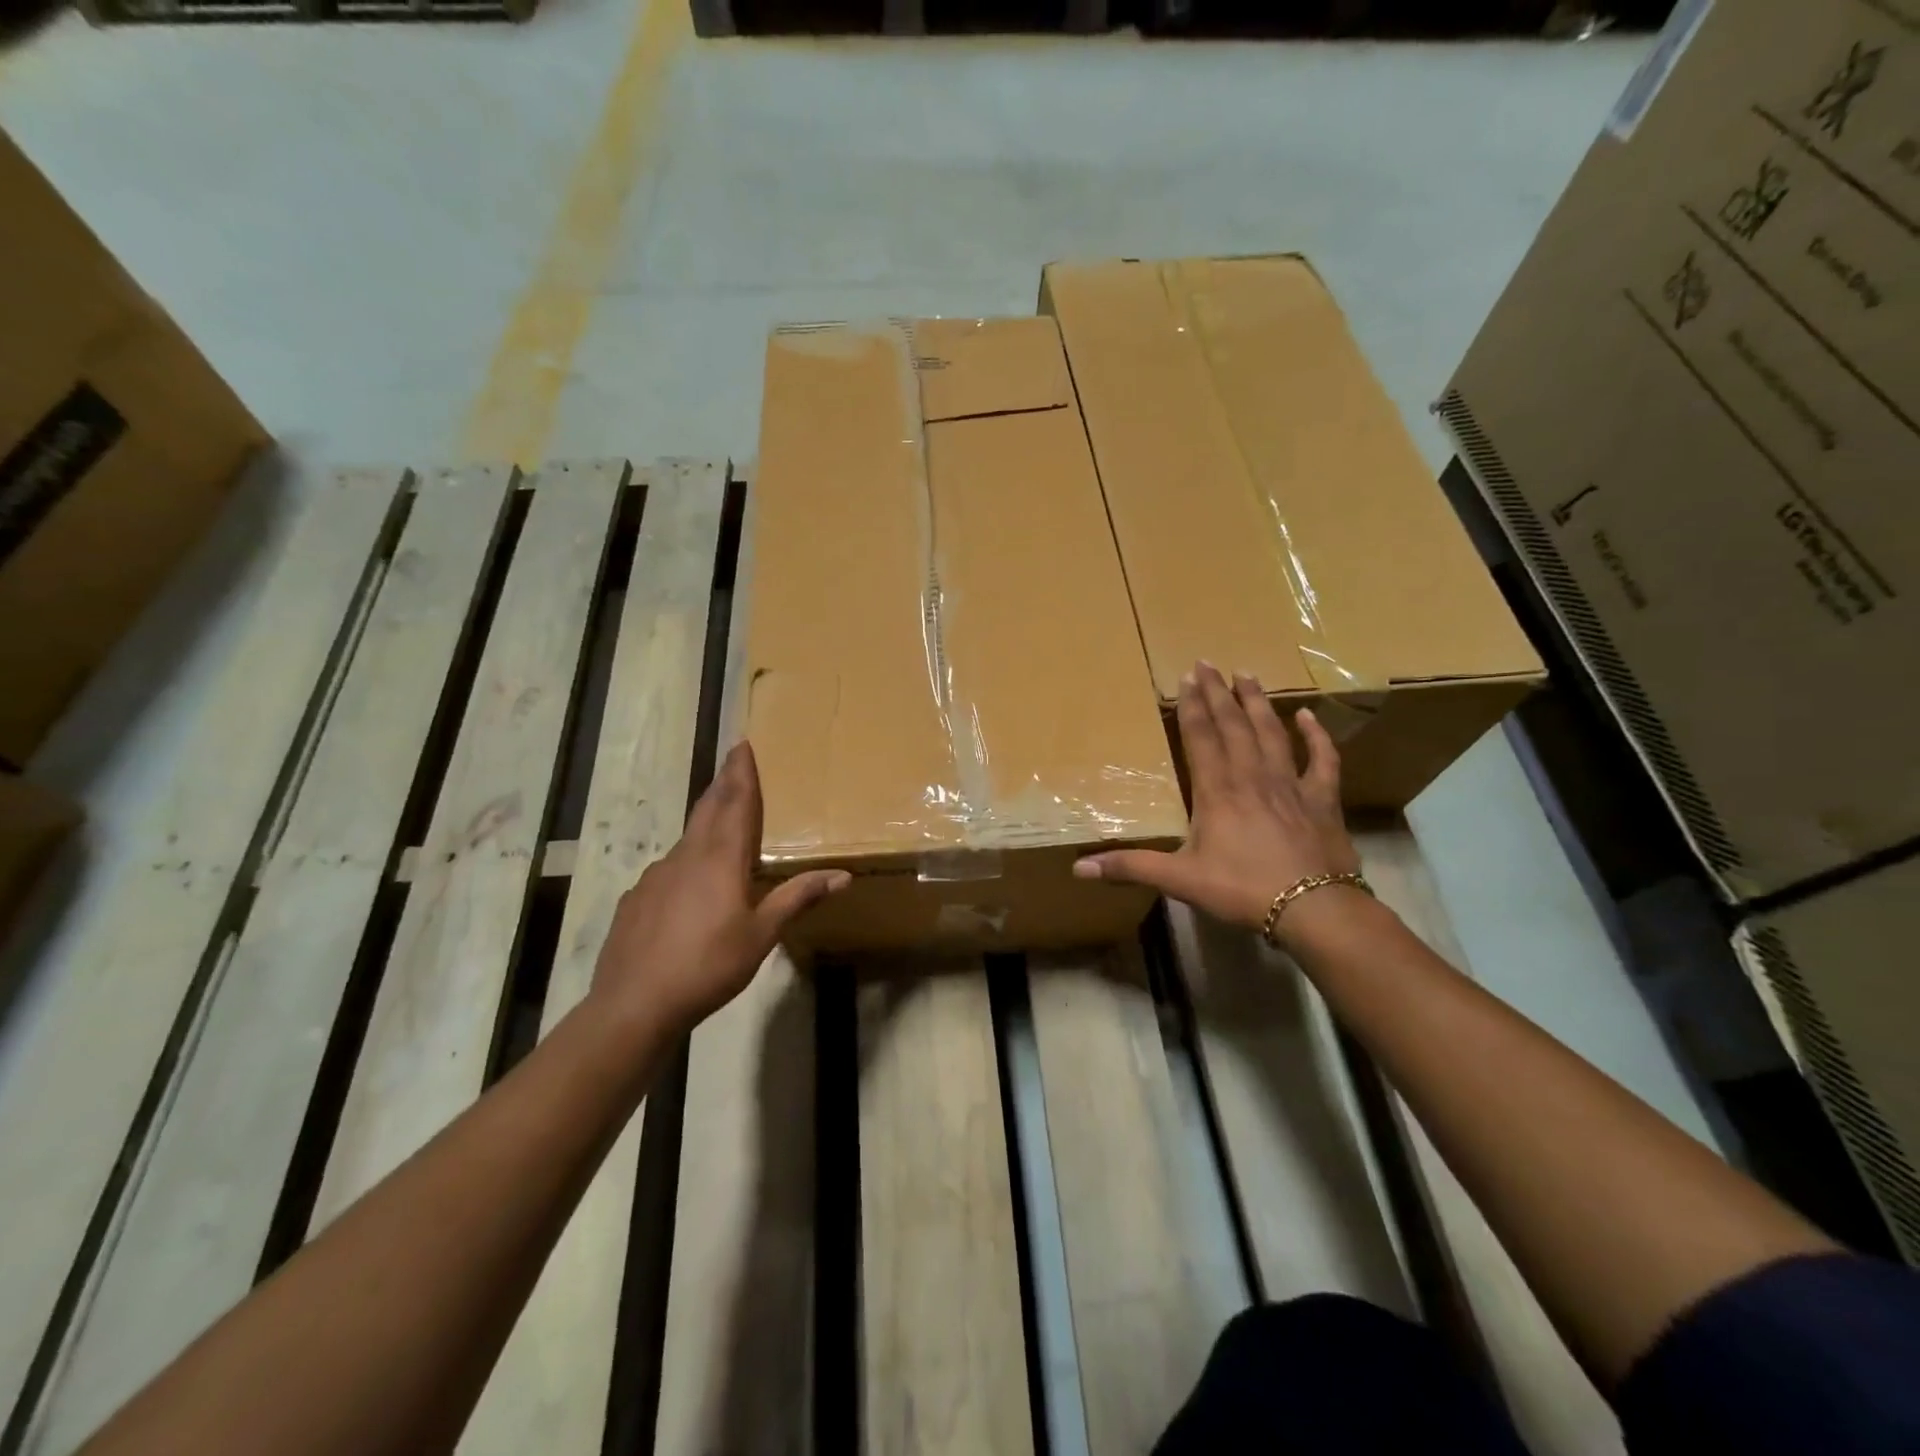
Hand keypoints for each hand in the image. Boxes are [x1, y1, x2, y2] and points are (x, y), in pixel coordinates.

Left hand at [589, 742, 848, 1033]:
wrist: (634, 1005)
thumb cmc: (708, 966)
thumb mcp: (762, 935)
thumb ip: (798, 899)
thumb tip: (843, 875)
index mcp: (721, 860)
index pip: (736, 804)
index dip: (742, 774)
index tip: (743, 744)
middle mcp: (687, 856)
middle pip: (708, 809)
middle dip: (724, 783)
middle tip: (733, 761)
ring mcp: (656, 876)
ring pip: (688, 838)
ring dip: (706, 821)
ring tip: (720, 820)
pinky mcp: (637, 898)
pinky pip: (669, 869)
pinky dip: (687, 861)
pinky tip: (689, 886)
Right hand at [1073, 662, 1357, 936]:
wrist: (1313, 909)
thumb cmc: (1241, 890)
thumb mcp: (1180, 880)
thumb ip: (1131, 867)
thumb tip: (1079, 868)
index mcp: (1217, 791)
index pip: (1201, 738)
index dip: (1191, 706)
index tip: (1186, 677)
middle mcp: (1252, 777)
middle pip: (1233, 726)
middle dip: (1218, 693)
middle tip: (1208, 663)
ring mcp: (1290, 784)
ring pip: (1271, 733)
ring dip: (1257, 703)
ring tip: (1247, 674)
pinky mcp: (1322, 799)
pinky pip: (1321, 760)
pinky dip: (1316, 736)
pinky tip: (1309, 716)